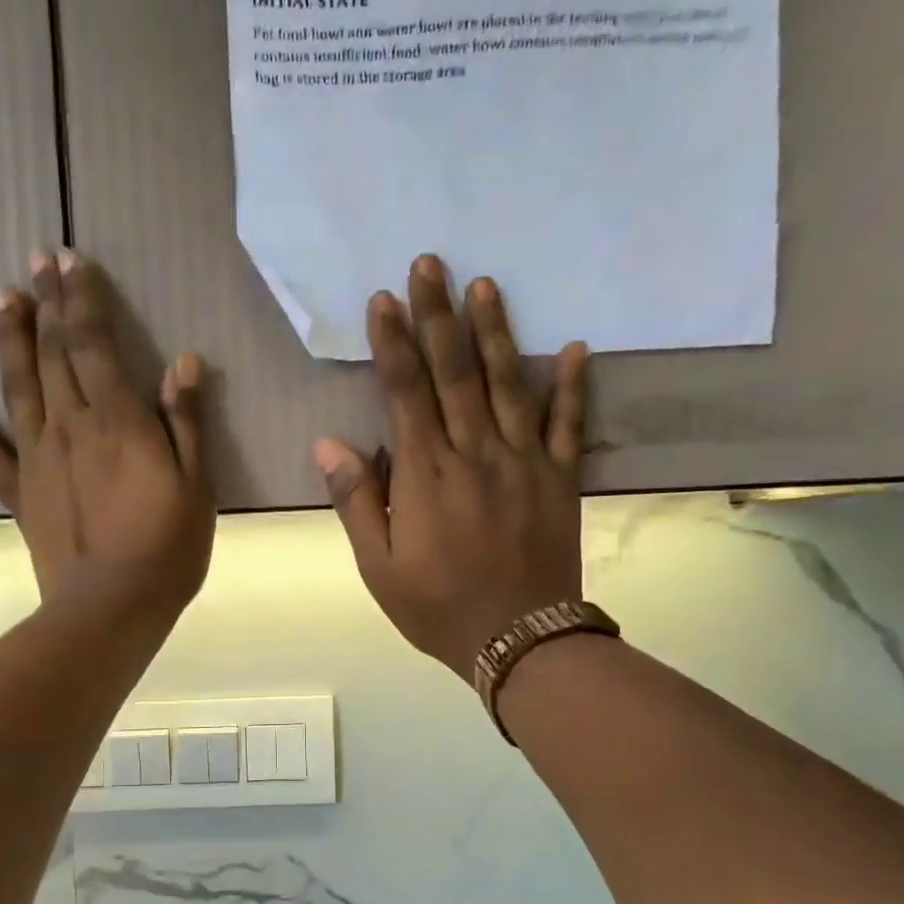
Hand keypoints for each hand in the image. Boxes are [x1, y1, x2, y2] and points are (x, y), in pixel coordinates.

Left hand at [0, 252, 215, 632]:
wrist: (112, 607)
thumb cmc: (167, 547)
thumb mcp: (196, 484)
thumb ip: (185, 421)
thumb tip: (182, 362)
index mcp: (117, 421)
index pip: (94, 344)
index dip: (83, 300)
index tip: (71, 261)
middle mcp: (70, 427)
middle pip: (55, 354)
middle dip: (49, 304)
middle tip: (39, 261)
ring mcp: (37, 459)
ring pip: (19, 388)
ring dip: (12, 341)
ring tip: (5, 300)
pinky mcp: (20, 494)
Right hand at [315, 254, 589, 678]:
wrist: (517, 639)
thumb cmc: (437, 606)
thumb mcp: (379, 566)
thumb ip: (357, 500)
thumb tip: (329, 443)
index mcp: (426, 474)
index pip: (405, 392)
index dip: (393, 343)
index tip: (383, 299)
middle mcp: (475, 453)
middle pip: (454, 372)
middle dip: (437, 316)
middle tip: (430, 263)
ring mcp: (523, 461)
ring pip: (508, 383)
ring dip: (494, 331)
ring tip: (484, 285)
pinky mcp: (560, 478)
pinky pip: (568, 423)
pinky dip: (572, 385)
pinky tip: (573, 347)